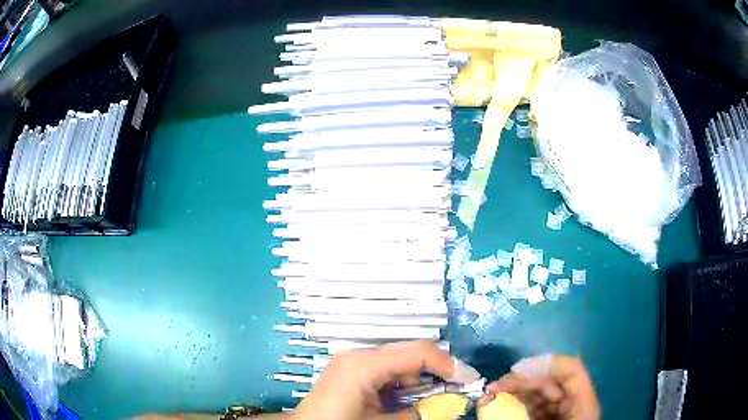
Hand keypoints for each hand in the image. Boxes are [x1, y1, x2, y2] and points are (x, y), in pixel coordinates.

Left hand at [290, 341, 480, 419]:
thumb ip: (416, 413)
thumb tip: (443, 405)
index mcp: (364, 365)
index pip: (417, 352)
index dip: (447, 364)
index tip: (469, 379)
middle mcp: (359, 355)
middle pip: (409, 353)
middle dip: (435, 370)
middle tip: (457, 387)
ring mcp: (353, 360)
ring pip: (399, 361)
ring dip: (418, 378)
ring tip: (429, 397)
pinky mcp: (350, 369)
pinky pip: (385, 370)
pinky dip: (401, 382)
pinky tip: (403, 398)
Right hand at [481, 355, 598, 419]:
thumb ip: (519, 414)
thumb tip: (489, 400)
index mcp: (582, 404)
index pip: (571, 371)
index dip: (546, 364)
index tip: (516, 370)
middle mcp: (573, 404)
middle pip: (550, 382)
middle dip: (521, 380)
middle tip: (493, 387)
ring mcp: (561, 413)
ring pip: (539, 395)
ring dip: (515, 392)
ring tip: (491, 395)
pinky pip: (534, 408)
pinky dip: (517, 405)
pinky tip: (500, 406)